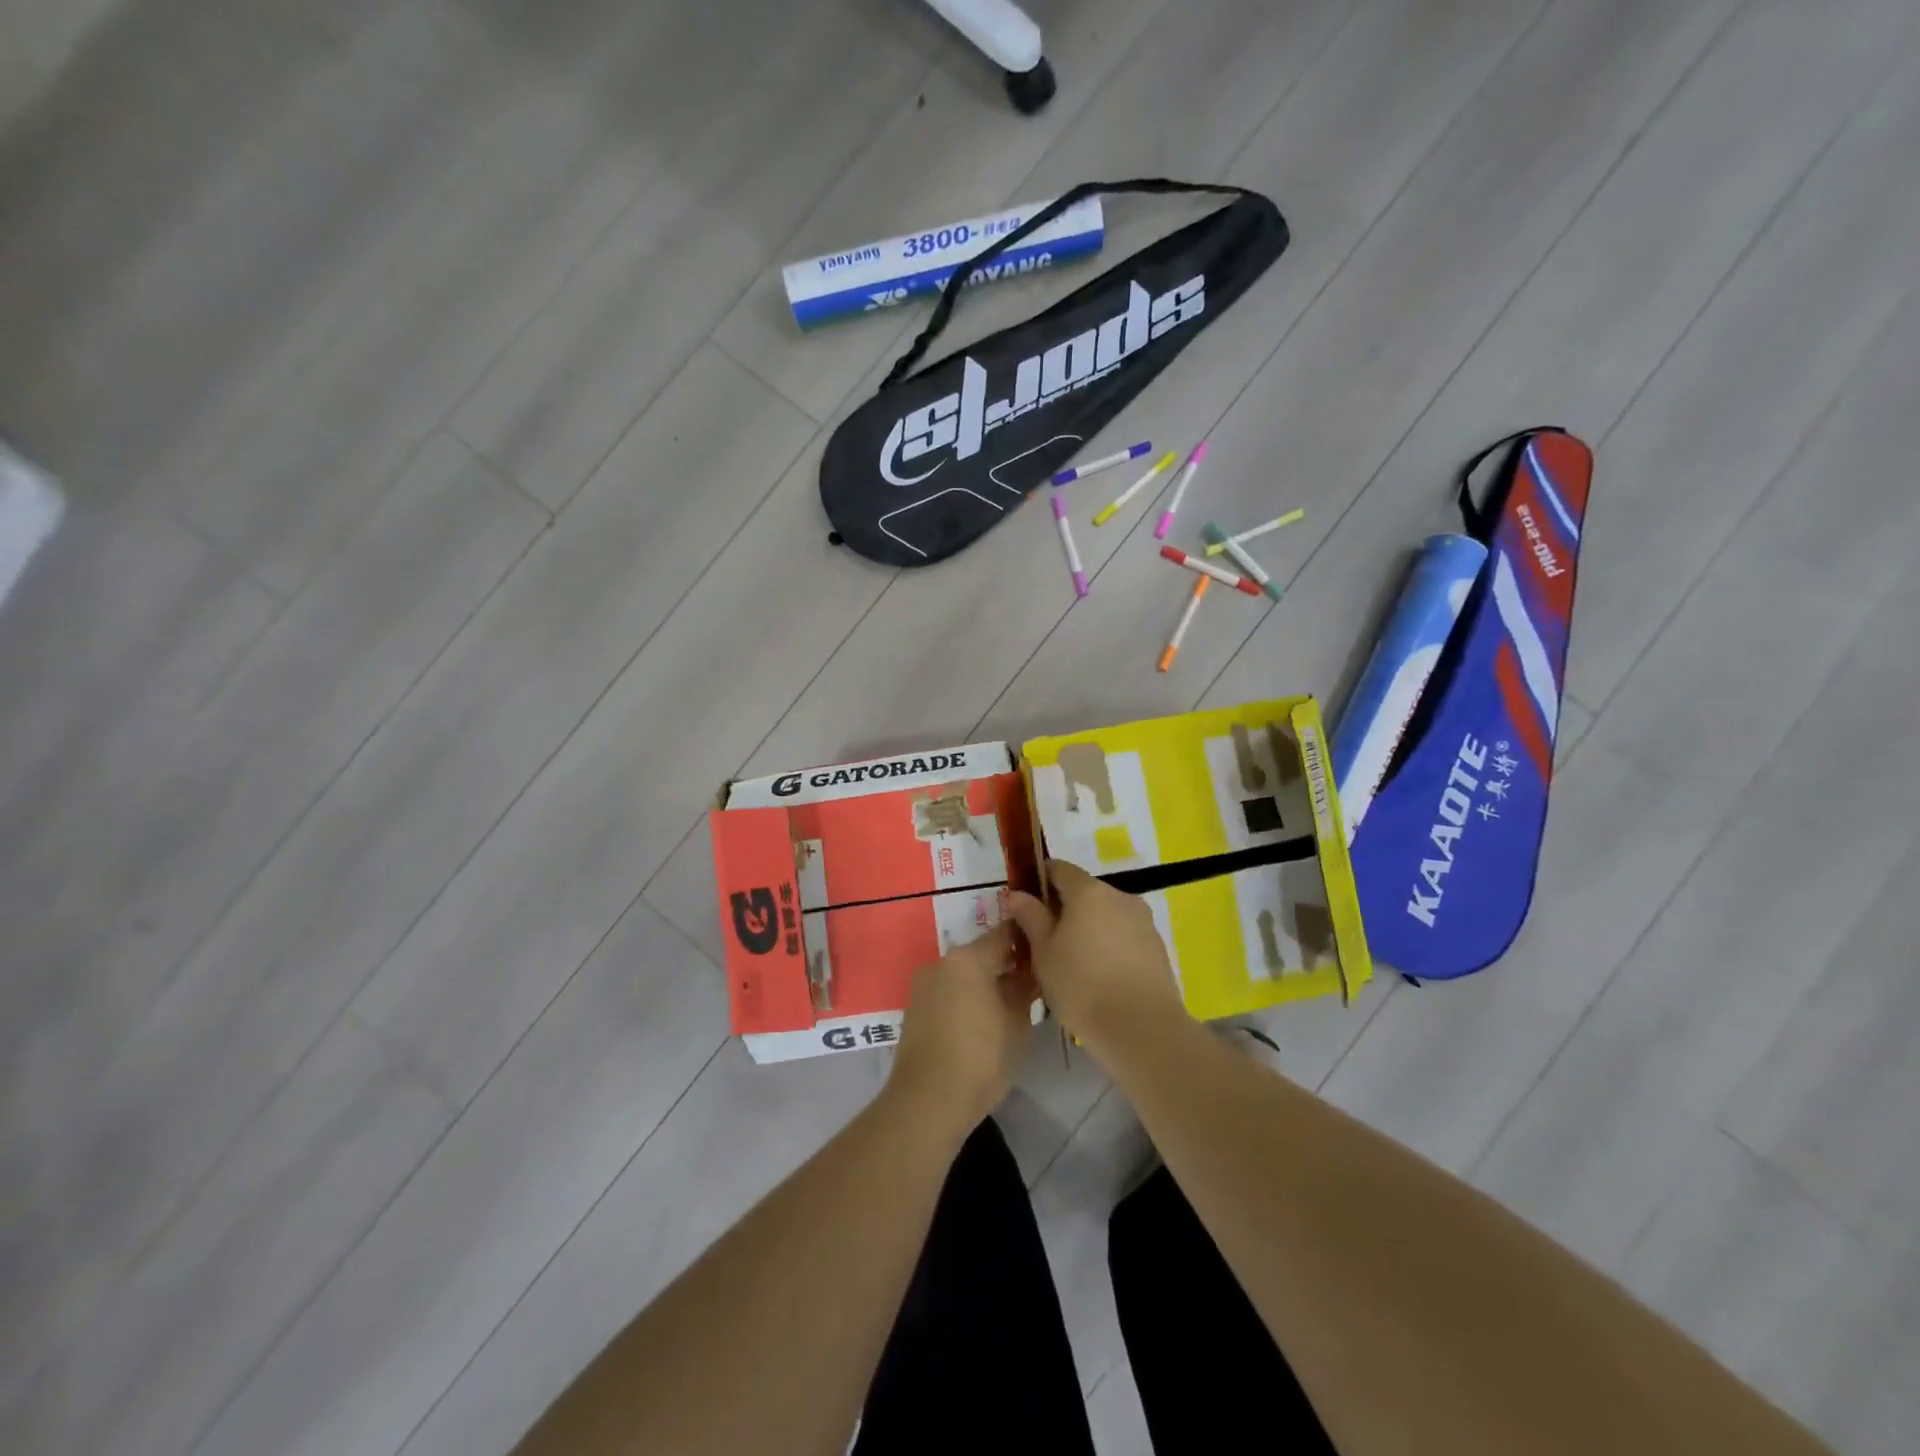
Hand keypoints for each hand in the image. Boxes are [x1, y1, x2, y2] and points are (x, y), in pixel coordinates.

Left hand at [888, 925, 1036, 1136]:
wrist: (927, 1101)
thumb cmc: (981, 1058)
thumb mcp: (1016, 1023)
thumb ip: (1023, 989)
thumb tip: (1026, 974)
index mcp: (968, 958)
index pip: (1004, 934)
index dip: (1027, 940)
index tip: (1045, 953)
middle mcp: (941, 962)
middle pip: (981, 953)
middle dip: (1006, 964)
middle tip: (1031, 983)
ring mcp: (924, 985)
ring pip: (963, 974)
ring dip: (985, 982)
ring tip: (1008, 1005)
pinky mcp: (915, 1009)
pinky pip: (948, 992)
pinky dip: (966, 998)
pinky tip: (982, 1020)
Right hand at [1007, 861, 1185, 1061]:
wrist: (1143, 1029)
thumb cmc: (1082, 986)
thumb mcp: (1044, 953)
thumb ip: (1031, 918)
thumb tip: (1018, 894)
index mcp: (1088, 891)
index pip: (1059, 869)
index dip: (1039, 880)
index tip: (1026, 904)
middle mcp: (1120, 896)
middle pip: (1085, 892)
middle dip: (1063, 909)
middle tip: (1045, 941)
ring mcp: (1143, 921)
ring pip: (1106, 915)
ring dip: (1088, 928)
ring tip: (1073, 964)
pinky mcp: (1157, 946)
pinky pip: (1124, 936)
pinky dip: (1109, 946)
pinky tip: (1100, 976)